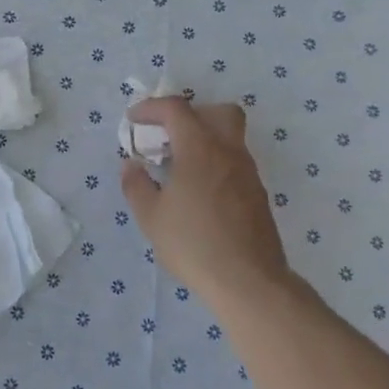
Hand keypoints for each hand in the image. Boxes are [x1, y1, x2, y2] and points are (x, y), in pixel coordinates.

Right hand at [120, 99, 290, 306]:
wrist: (248, 280)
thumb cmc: (193, 243)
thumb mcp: (151, 217)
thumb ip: (136, 185)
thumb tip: (131, 165)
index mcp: (199, 148)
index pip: (176, 109)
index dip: (151, 108)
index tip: (134, 120)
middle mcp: (228, 151)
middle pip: (218, 112)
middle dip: (191, 114)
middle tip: (169, 135)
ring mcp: (248, 172)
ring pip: (230, 138)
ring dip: (204, 140)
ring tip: (179, 168)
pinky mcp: (257, 195)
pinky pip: (235, 163)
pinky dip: (215, 163)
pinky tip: (199, 193)